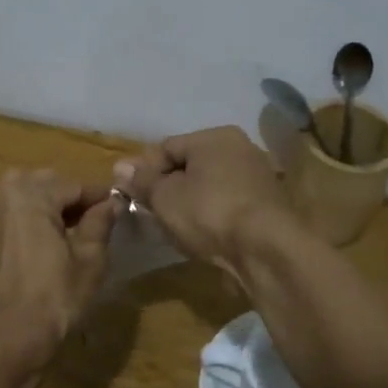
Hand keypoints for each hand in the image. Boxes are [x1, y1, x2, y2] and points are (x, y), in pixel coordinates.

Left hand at [0, 170, 117, 380]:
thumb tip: (110, 203)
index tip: (116, 204)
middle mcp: (0, 196)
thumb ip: (99, 223)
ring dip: (45, 204)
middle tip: (92, 219)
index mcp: (29, 195)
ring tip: (67, 230)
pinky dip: (24, 218)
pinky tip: (40, 242)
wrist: (10, 340)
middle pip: (44, 183)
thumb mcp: (89, 260)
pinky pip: (6, 214)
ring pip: (21, 195)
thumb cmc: (55, 299)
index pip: (72, 185)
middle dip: (69, 196)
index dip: (97, 195)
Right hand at [114, 127, 291, 276]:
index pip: (167, 146)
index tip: (128, 194)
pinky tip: (200, 236)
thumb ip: (141, 180)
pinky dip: (210, 216)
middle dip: (166, 187)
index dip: (143, 170)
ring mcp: (257, 178)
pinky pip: (227, 205)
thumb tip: (120, 167)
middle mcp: (240, 149)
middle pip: (190, 165)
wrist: (265, 250)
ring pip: (209, 186)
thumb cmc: (208, 212)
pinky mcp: (266, 207)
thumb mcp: (164, 196)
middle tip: (149, 212)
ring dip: (188, 203)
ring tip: (172, 227)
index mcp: (215, 137)